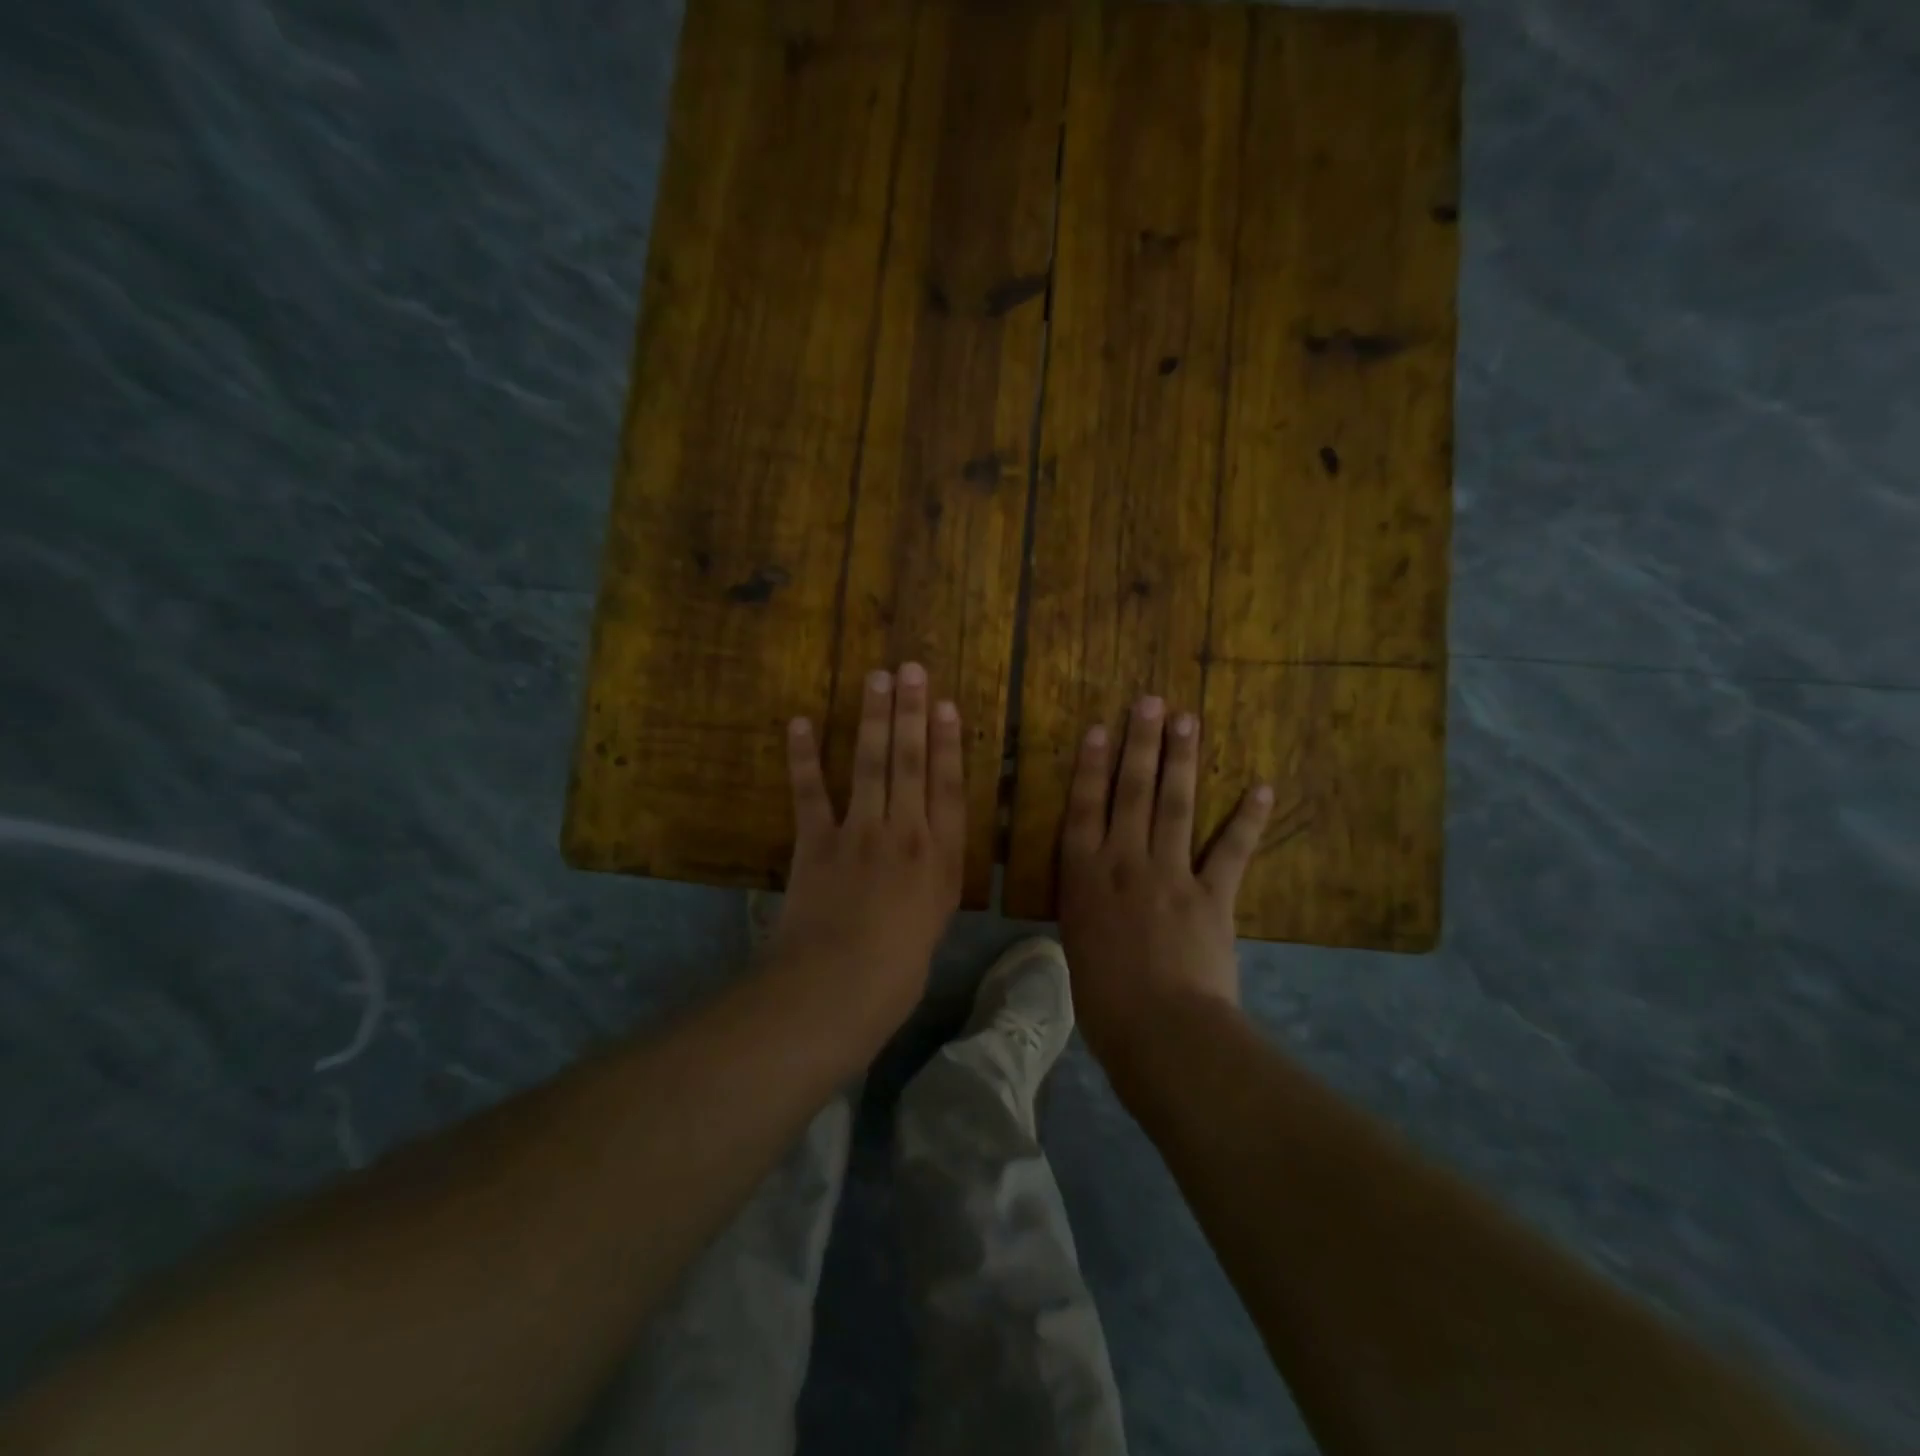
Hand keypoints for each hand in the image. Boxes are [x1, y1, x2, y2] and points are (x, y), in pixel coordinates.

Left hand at [768, 663, 964, 1027]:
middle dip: (911, 712)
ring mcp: (860, 832)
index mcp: (941, 856)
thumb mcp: (935, 921)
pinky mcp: (816, 842)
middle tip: (910, 669)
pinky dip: (803, 757)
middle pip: (911, 762)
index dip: (947, 742)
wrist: (838, 986)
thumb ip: (934, 877)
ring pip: (870, 764)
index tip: (945, 705)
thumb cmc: (898, 969)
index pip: (948, 786)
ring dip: (873, 718)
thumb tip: (928, 850)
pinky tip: (800, 723)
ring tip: (876, 679)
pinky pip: (810, 792)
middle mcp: (906, 832)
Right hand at [1058, 695, 1272, 1062]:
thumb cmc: (1103, 1001)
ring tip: (1187, 720)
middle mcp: (1125, 862)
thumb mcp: (1077, 947)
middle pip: (1131, 793)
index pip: (1085, 809)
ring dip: (1182, 760)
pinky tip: (1261, 786)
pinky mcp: (1213, 895)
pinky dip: (1249, 818)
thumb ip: (1087, 908)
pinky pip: (1232, 850)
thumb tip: (1094, 894)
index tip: (1100, 729)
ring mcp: (1171, 874)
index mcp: (1085, 877)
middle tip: (1149, 702)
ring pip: (1176, 806)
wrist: (1160, 1031)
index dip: (1091, 766)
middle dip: (1140, 744)